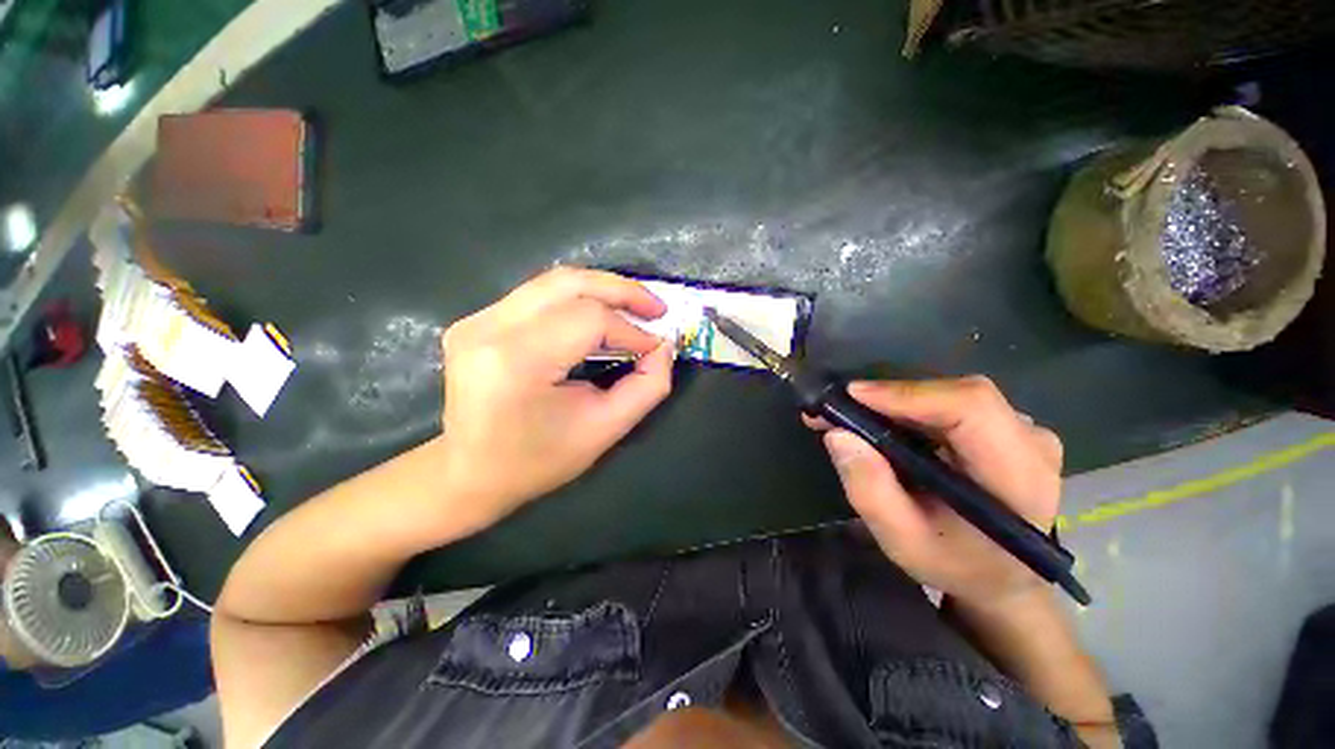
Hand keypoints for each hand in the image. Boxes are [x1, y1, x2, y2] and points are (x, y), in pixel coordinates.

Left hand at [437, 268, 674, 529]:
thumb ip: (647, 386)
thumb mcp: (605, 430)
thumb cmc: (538, 461)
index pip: (588, 320)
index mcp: (516, 361)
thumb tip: (663, 347)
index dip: (631, 330)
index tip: (656, 347)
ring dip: (601, 290)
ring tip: (635, 307)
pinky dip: (577, 299)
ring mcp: (476, 320)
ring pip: (554, 282)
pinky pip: (538, 295)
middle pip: (569, 283)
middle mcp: (488, 329)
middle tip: (656, 308)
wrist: (469, 474)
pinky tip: (599, 315)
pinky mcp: (476, 320)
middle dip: (622, 291)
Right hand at [806, 377, 1062, 609]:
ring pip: (949, 394)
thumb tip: (838, 434)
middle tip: (838, 409)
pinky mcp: (1005, 427)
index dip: (909, 395)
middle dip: (890, 397)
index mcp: (1019, 478)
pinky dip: (909, 407)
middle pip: (956, 395)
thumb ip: (870, 490)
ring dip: (896, 402)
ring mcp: (1022, 431)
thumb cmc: (954, 564)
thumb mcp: (902, 541)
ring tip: (852, 417)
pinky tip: (882, 422)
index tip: (852, 396)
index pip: (972, 409)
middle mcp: (1030, 442)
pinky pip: (951, 402)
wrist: (1001, 577)